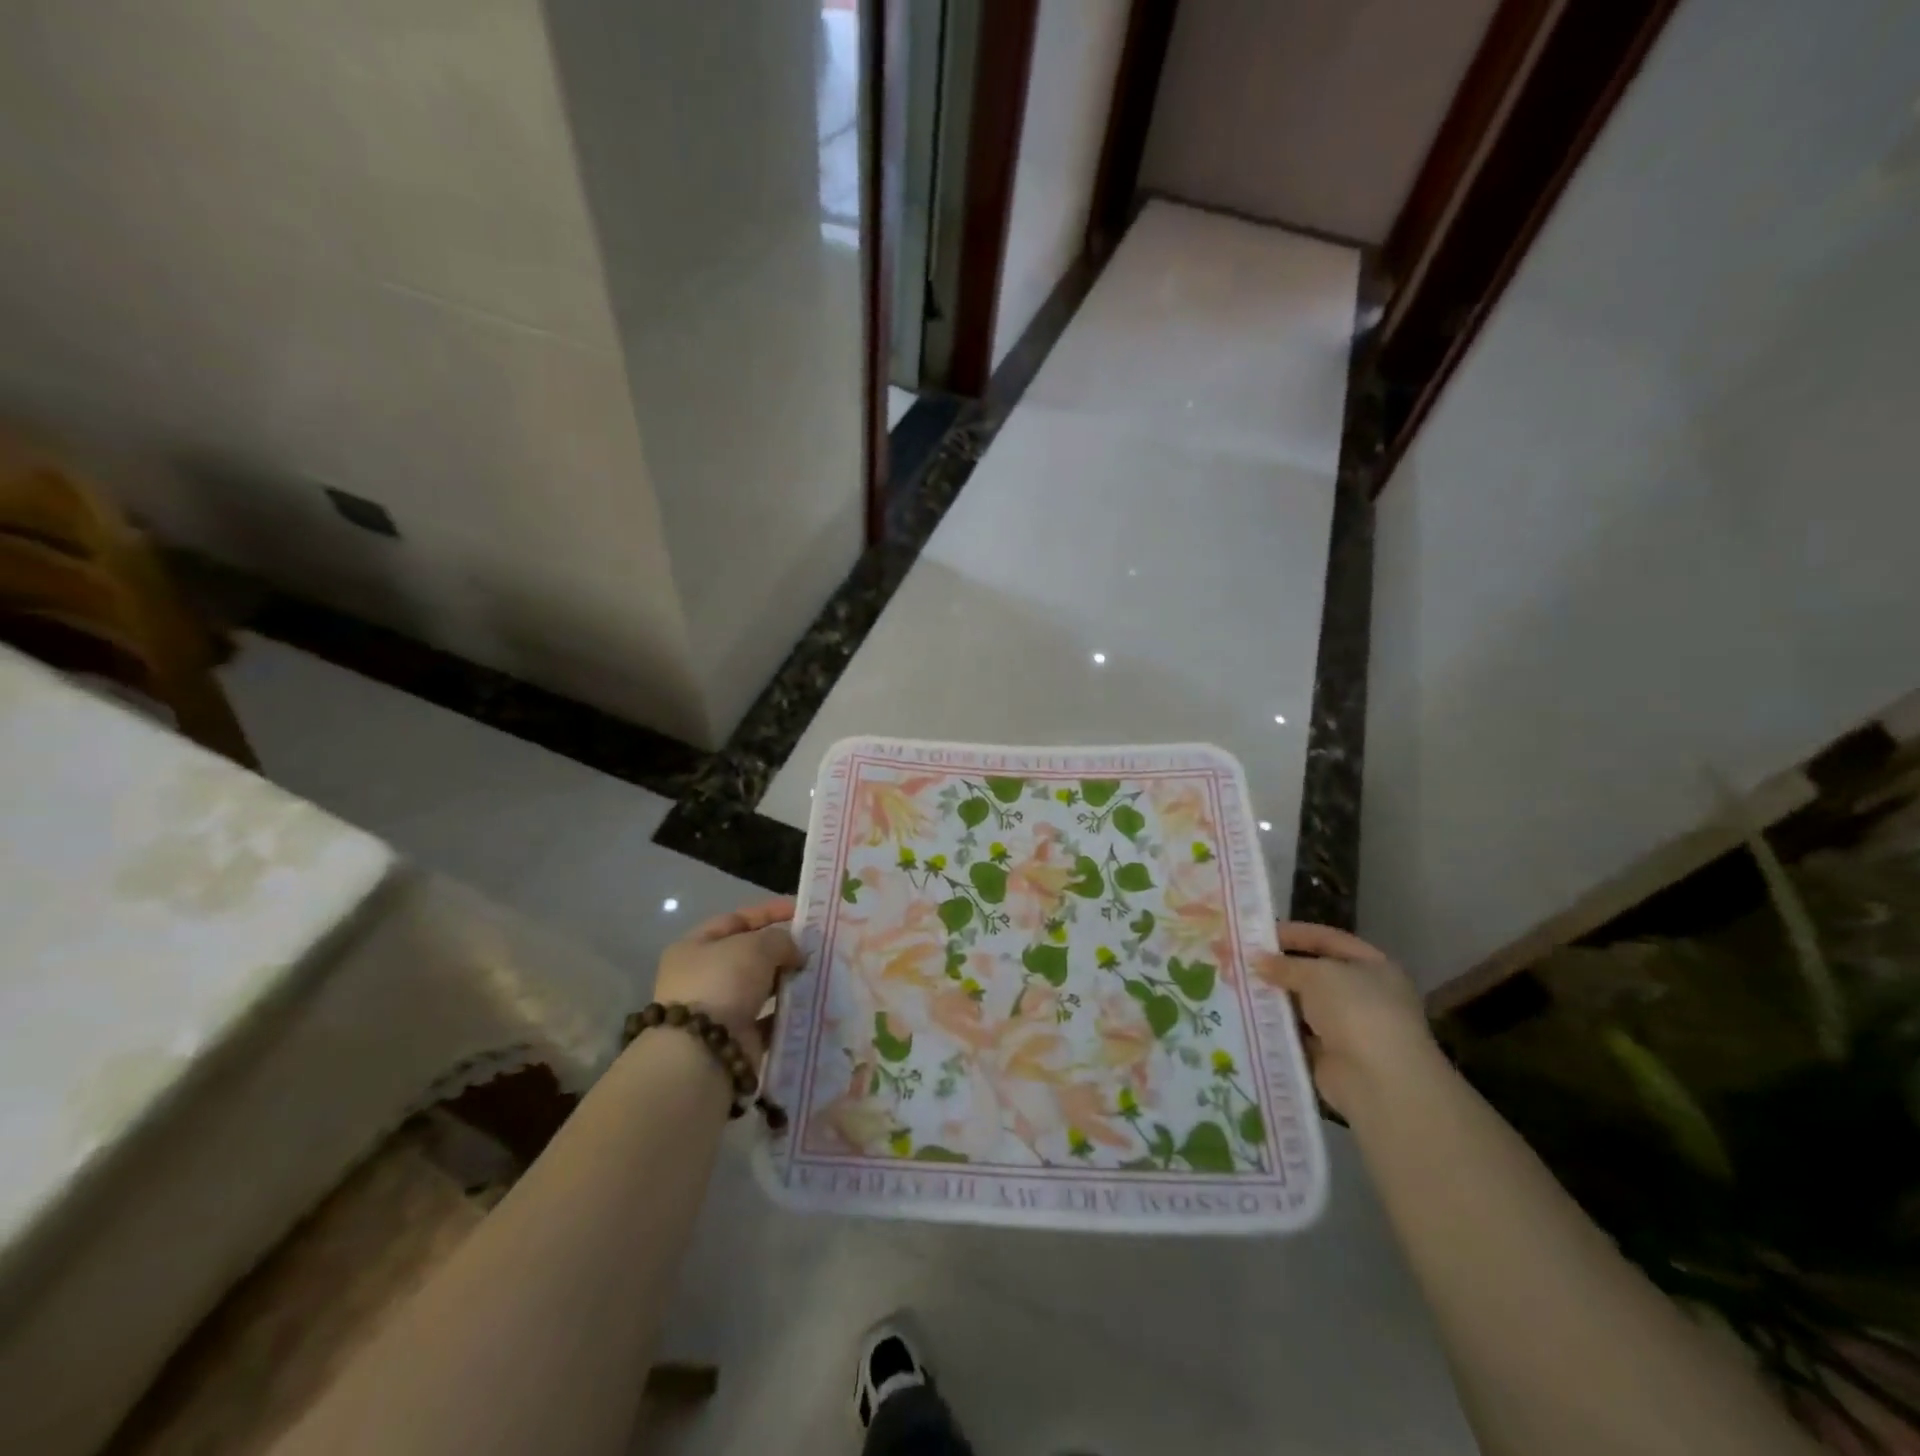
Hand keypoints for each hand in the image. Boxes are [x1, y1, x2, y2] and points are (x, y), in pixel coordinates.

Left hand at [653, 898, 803, 1062]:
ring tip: (819, 974)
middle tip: (817, 946)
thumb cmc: (723, 983)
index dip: (770, 912)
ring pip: (760, 988)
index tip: (804, 912)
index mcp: (695, 946)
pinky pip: (768, 1019)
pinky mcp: (735, 1039)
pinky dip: (788, 1012)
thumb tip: (795, 953)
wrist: (704, 1053)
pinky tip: (812, 1004)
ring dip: (787, 981)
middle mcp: (702, 976)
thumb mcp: (756, 946)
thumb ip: (781, 940)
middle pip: (749, 955)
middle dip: (782, 950)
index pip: (737, 919)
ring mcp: (718, 1010)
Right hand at [1252, 922, 1437, 1117]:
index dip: (1294, 933)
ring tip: (1235, 986)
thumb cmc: (1356, 1010)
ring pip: (1303, 1005)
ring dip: (1274, 997)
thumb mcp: (1317, 974)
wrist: (1379, 1081)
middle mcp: (1365, 995)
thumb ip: (1285, 965)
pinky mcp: (1332, 1057)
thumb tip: (1256, 961)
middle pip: (1314, 974)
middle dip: (1277, 967)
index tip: (1257, 933)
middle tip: (1239, 961)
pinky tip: (1246, 1017)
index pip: (1328, 940)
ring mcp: (1350, 1028)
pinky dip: (1276, 1027)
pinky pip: (1298, 1035)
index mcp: (1374, 967)